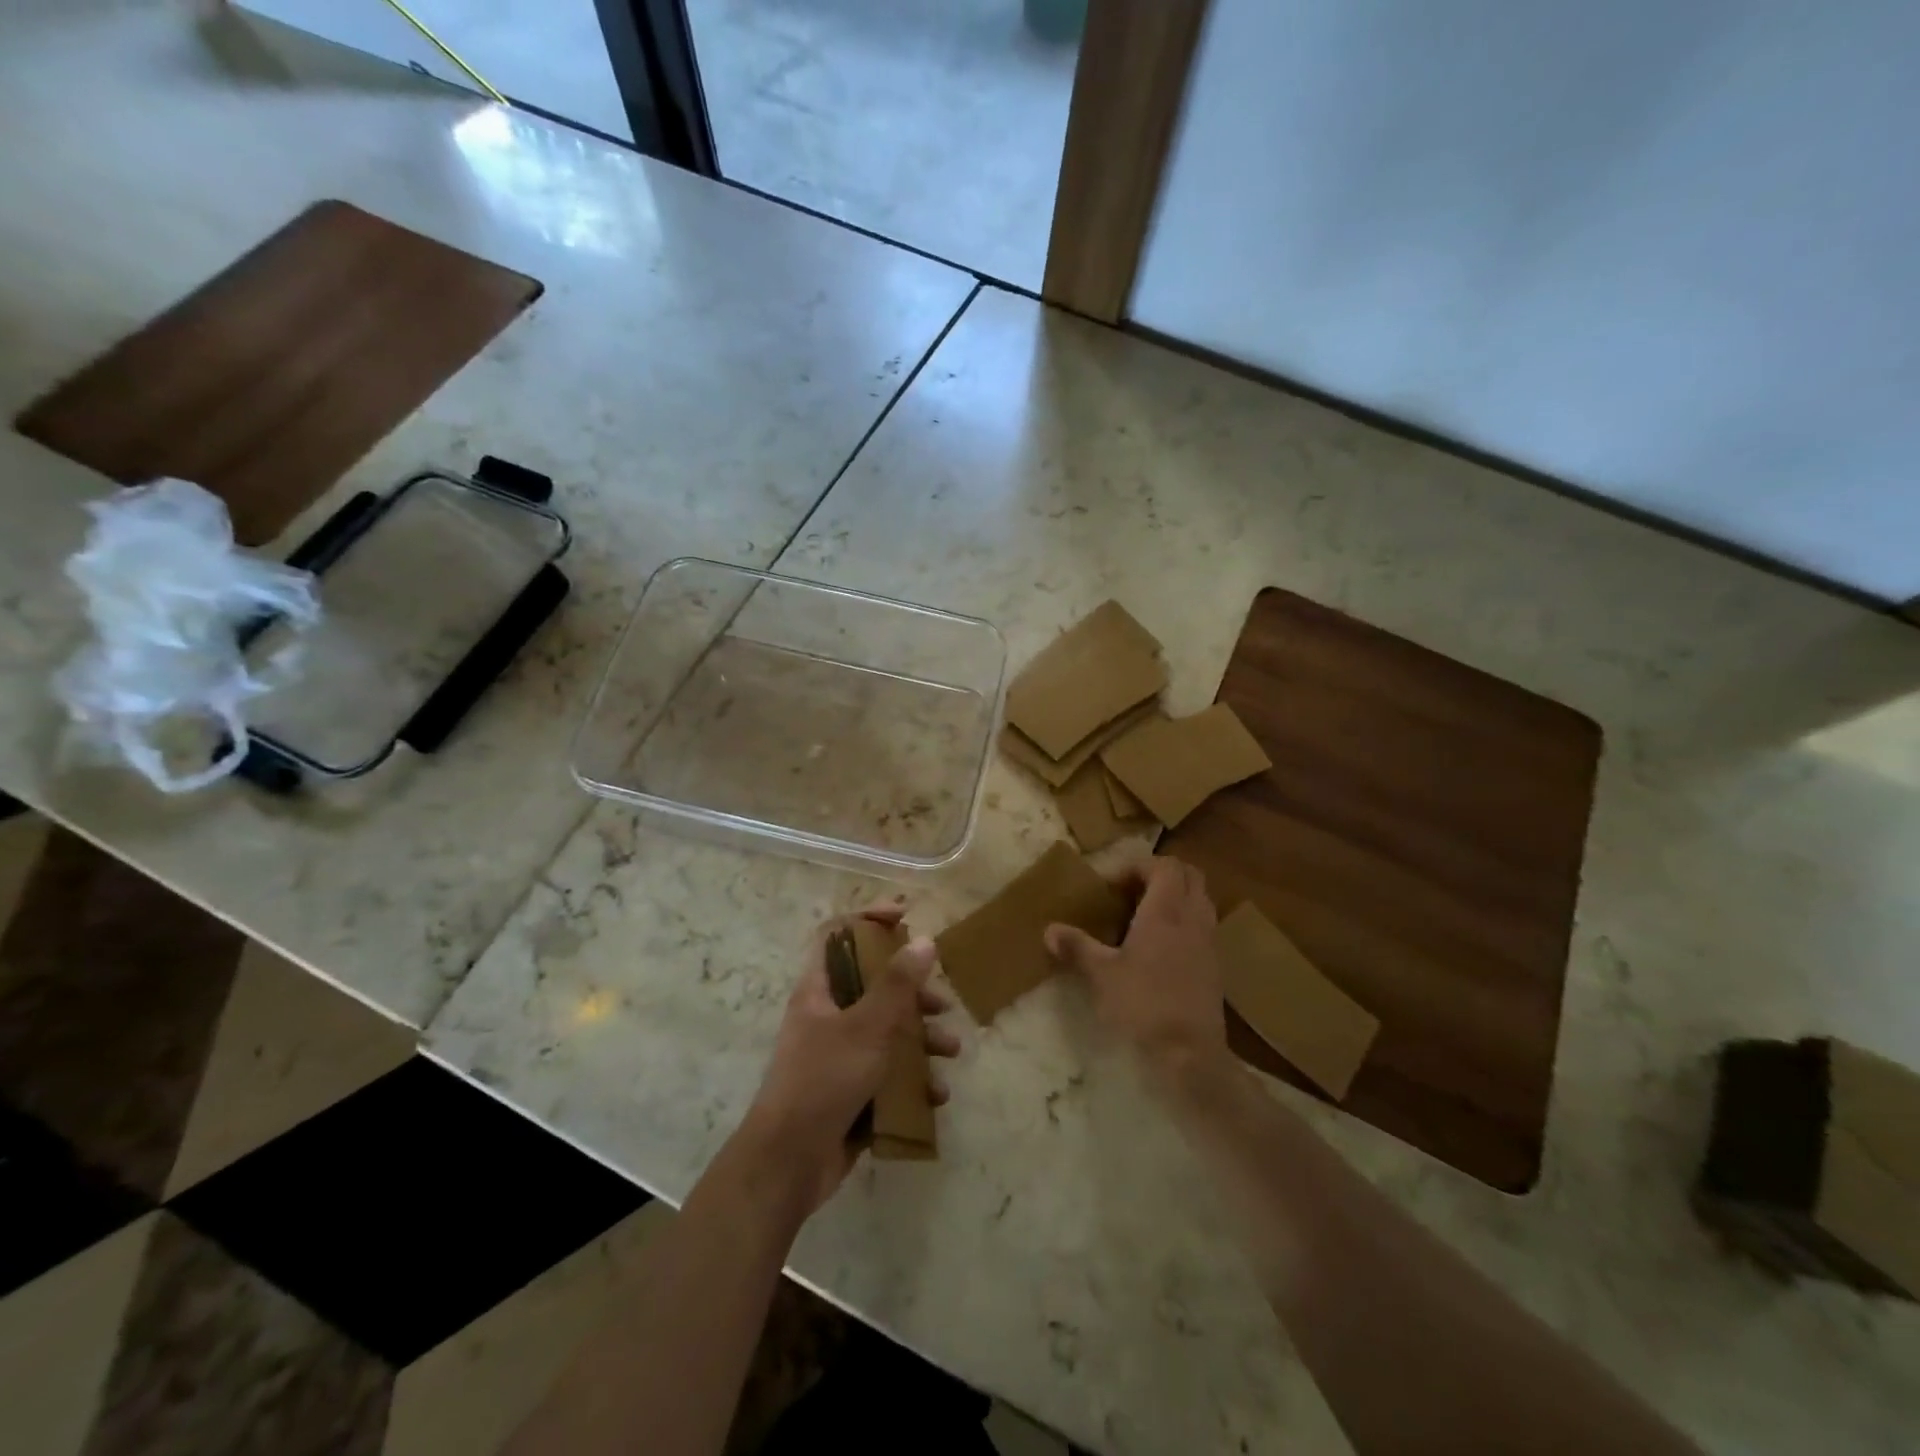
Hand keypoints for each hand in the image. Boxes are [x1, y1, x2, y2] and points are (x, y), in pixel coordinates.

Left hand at [738, 904, 959, 1215]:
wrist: (788, 1164)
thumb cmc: (823, 1081)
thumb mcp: (866, 1027)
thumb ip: (897, 984)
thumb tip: (925, 939)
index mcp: (820, 990)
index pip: (838, 934)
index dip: (868, 918)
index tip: (905, 916)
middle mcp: (828, 1016)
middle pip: (873, 986)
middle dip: (912, 993)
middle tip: (941, 1002)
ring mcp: (838, 1055)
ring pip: (886, 1032)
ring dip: (921, 1039)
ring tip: (950, 1052)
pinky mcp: (851, 1091)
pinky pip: (887, 1073)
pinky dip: (912, 1080)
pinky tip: (935, 1095)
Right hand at [1045, 856, 1224, 1071]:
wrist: (1190, 1053)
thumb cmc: (1143, 1004)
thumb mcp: (1101, 975)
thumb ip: (1077, 947)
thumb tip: (1049, 929)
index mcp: (1166, 910)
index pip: (1165, 865)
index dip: (1138, 866)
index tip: (1112, 886)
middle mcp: (1193, 917)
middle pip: (1190, 875)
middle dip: (1161, 875)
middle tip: (1131, 892)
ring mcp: (1209, 940)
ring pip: (1200, 899)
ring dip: (1175, 897)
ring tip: (1144, 916)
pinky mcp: (1216, 964)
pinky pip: (1203, 925)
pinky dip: (1184, 921)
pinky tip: (1160, 947)